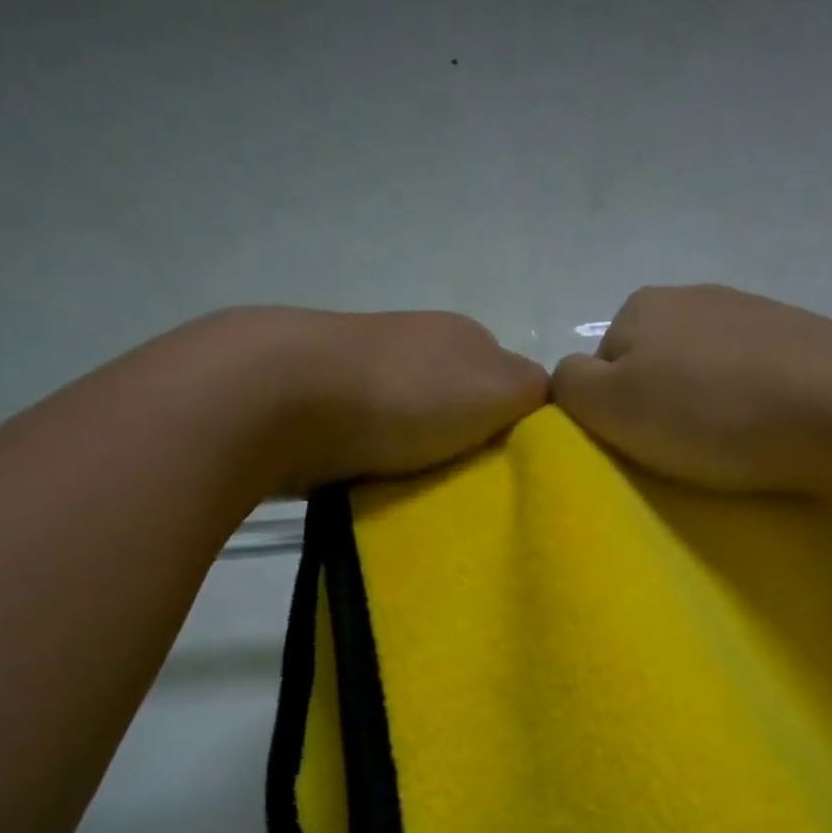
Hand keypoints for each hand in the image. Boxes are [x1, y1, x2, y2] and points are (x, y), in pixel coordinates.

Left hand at [258, 307, 548, 492]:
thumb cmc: (407, 394)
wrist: (286, 395)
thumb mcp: (499, 388)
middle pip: (459, 404)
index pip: (509, 384)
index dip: (516, 427)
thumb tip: (545, 400)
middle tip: (473, 490)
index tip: (514, 472)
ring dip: (421, 455)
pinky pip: (370, 439)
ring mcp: (365, 369)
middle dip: (467, 443)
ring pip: (413, 422)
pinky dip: (380, 461)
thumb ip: (536, 392)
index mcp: (463, 337)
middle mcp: (416, 344)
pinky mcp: (323, 402)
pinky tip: (380, 484)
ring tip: (425, 495)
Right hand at [552, 284, 831, 496]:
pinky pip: (750, 377)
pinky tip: (761, 432)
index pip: (600, 367)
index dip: (610, 414)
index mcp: (641, 307)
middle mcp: (693, 297)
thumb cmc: (710, 412)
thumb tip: (567, 380)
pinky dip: (746, 404)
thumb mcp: (613, 406)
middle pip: (652, 366)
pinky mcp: (799, 339)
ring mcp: (751, 313)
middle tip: (678, 453)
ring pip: (703, 371)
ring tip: (724, 449)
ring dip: (704, 407)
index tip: (636, 448)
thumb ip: (570, 388)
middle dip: (657, 407)